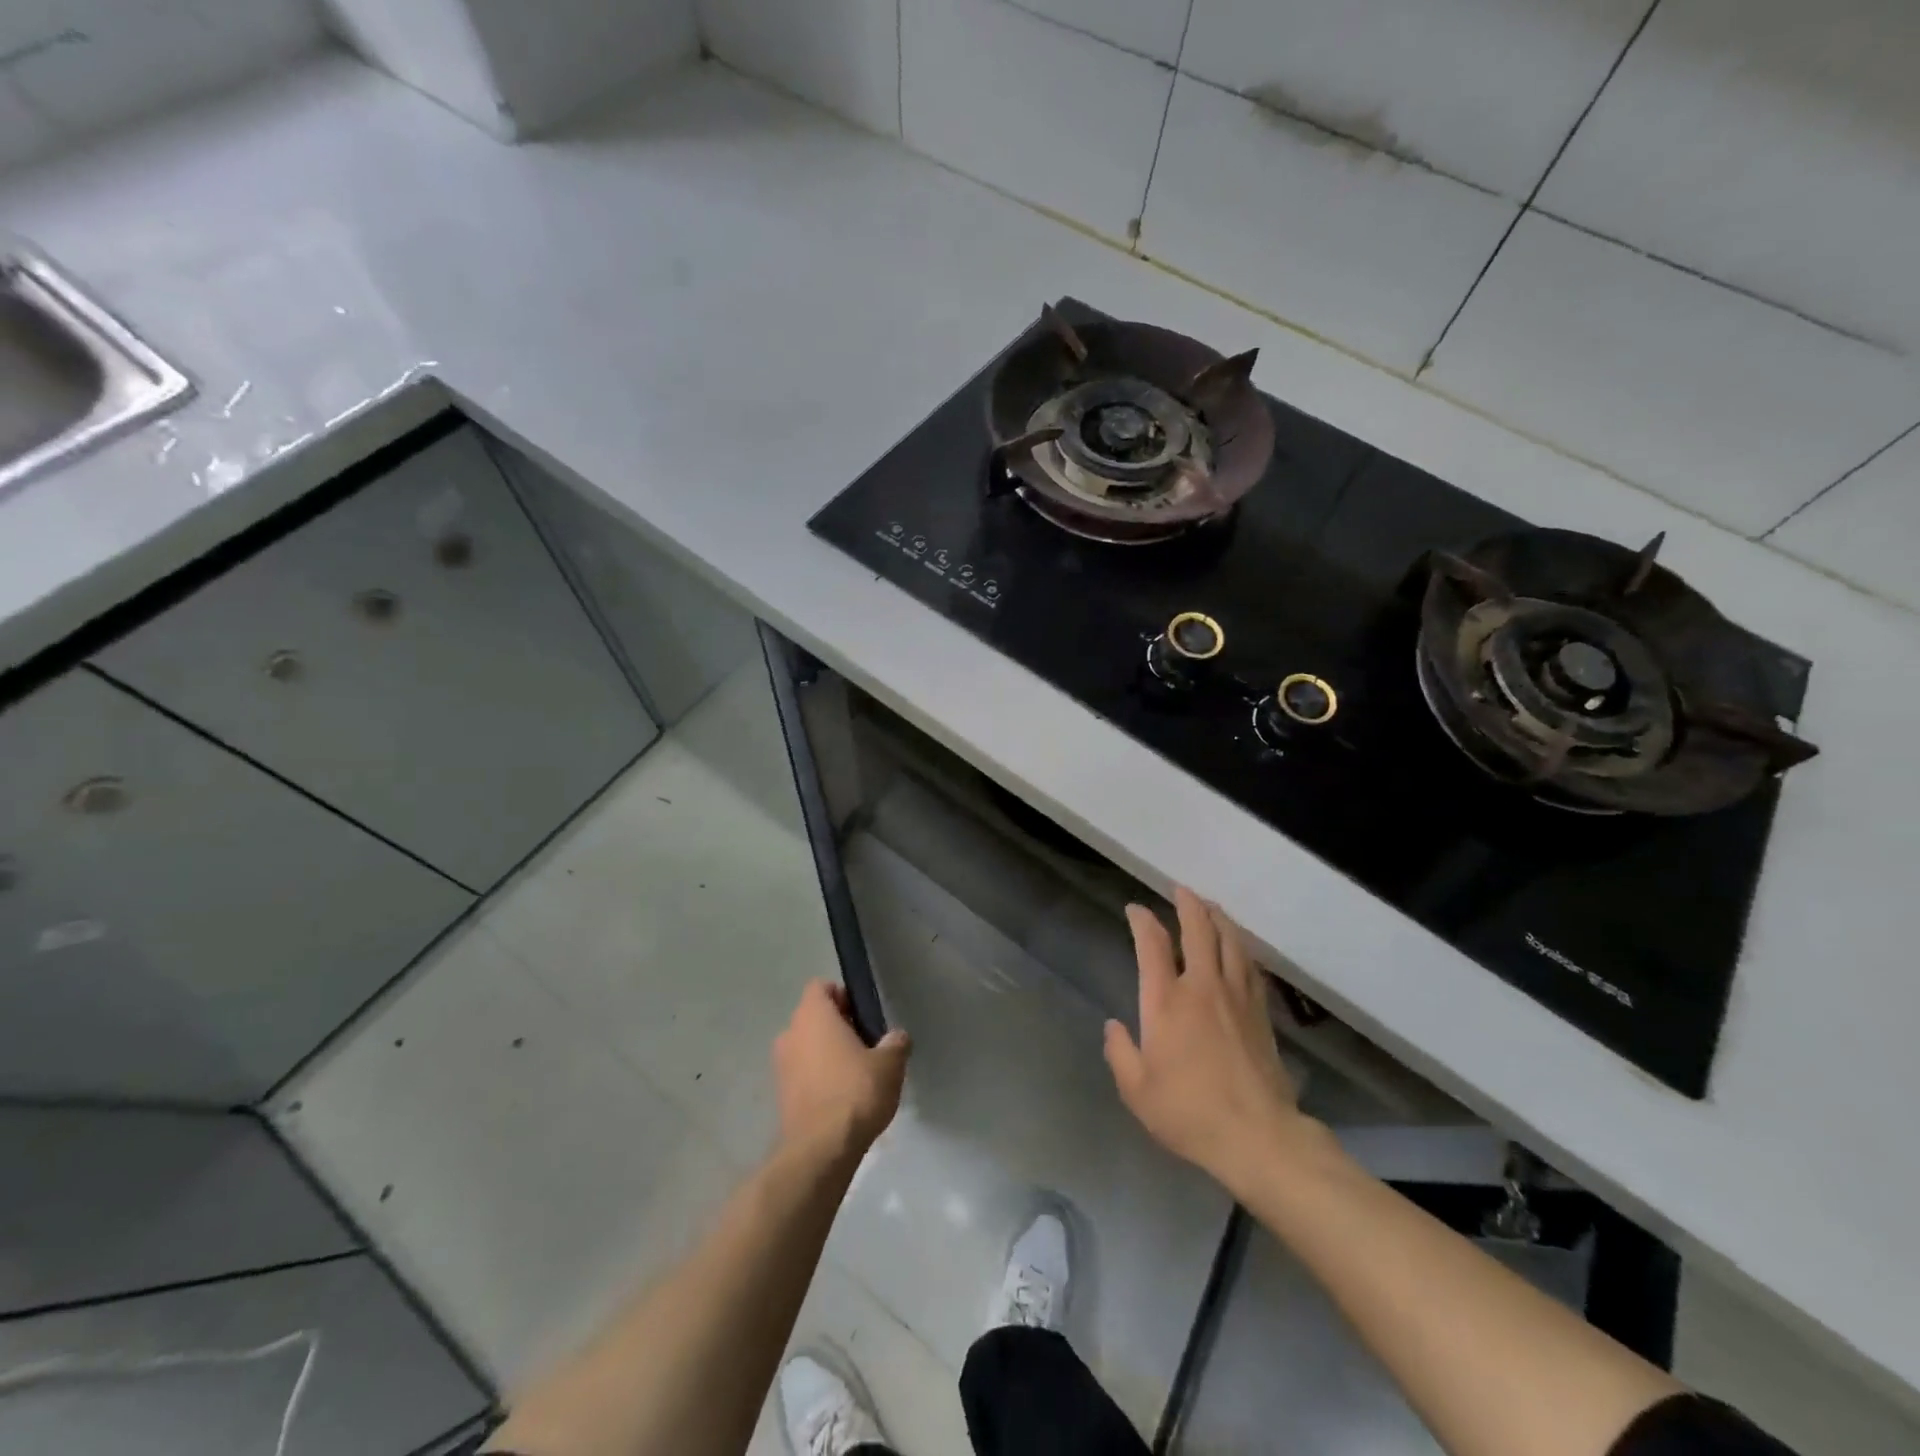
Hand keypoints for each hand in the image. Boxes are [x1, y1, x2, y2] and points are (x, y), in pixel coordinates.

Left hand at [772, 980, 909, 1161]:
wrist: (820, 1149)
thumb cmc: (855, 1092)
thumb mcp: (889, 1064)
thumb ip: (895, 1043)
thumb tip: (897, 1037)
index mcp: (813, 1015)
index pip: (821, 987)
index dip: (842, 995)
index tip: (863, 1014)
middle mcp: (790, 1033)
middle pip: (814, 1017)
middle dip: (837, 1025)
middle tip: (866, 1043)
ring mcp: (781, 1065)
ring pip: (806, 1045)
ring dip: (826, 1052)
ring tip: (856, 1073)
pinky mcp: (780, 1094)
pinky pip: (802, 1072)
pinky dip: (818, 1077)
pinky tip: (841, 1097)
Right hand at [1104, 888, 1309, 1194]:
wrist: (1257, 1136)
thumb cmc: (1189, 1112)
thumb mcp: (1137, 1090)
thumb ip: (1120, 1053)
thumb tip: (1114, 1026)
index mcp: (1166, 1001)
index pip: (1152, 944)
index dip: (1142, 921)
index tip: (1135, 910)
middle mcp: (1202, 987)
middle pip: (1198, 930)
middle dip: (1188, 904)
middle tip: (1180, 890)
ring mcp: (1236, 997)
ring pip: (1230, 942)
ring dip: (1218, 918)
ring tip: (1210, 907)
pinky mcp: (1260, 1013)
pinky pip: (1250, 966)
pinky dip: (1240, 947)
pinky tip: (1238, 947)